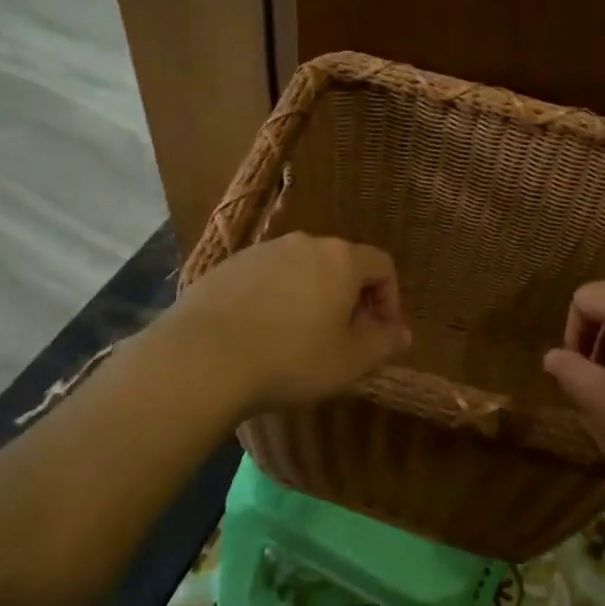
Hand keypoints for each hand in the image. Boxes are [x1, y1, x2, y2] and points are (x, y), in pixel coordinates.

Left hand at [169, 232, 412, 407]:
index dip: (390, 299)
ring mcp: (262, 251)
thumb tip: (402, 333)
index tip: (380, 334)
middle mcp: (304, 243)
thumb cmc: (290, 359)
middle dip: (351, 299)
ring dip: (313, 298)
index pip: (382, 265)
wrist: (202, 359)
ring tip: (301, 339)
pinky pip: (267, 278)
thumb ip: (383, 344)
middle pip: (341, 264)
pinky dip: (277, 300)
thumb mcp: (349, 362)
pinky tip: (263, 334)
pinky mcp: (228, 266)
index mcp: (340, 259)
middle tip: (344, 339)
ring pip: (302, 270)